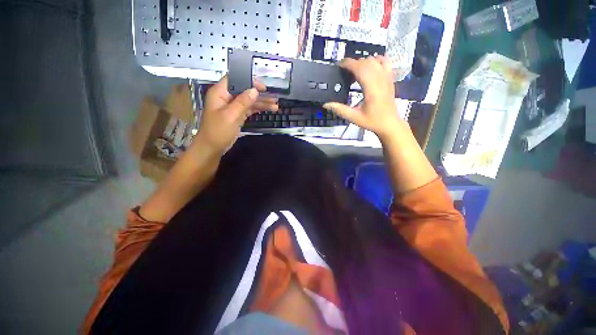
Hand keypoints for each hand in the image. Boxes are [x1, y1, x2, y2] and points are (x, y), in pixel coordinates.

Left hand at [193, 75, 277, 154]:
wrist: (213, 147)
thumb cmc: (218, 131)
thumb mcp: (230, 115)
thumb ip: (242, 102)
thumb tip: (255, 90)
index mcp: (220, 93)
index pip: (234, 79)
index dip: (248, 80)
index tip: (262, 86)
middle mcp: (227, 97)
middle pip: (245, 91)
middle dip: (259, 94)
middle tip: (273, 97)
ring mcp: (233, 107)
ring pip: (249, 101)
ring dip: (261, 103)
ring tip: (275, 106)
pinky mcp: (237, 115)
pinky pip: (249, 109)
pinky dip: (258, 109)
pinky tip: (268, 110)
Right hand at [323, 56, 405, 140]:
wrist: (389, 123)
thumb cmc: (372, 121)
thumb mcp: (354, 117)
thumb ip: (340, 110)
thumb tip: (326, 104)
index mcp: (371, 89)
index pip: (359, 68)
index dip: (348, 64)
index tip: (338, 66)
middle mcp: (380, 79)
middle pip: (366, 62)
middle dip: (353, 63)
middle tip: (344, 73)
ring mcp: (387, 77)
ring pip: (375, 60)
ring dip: (363, 62)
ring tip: (355, 72)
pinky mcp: (390, 78)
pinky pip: (385, 61)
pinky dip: (376, 60)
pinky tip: (370, 67)